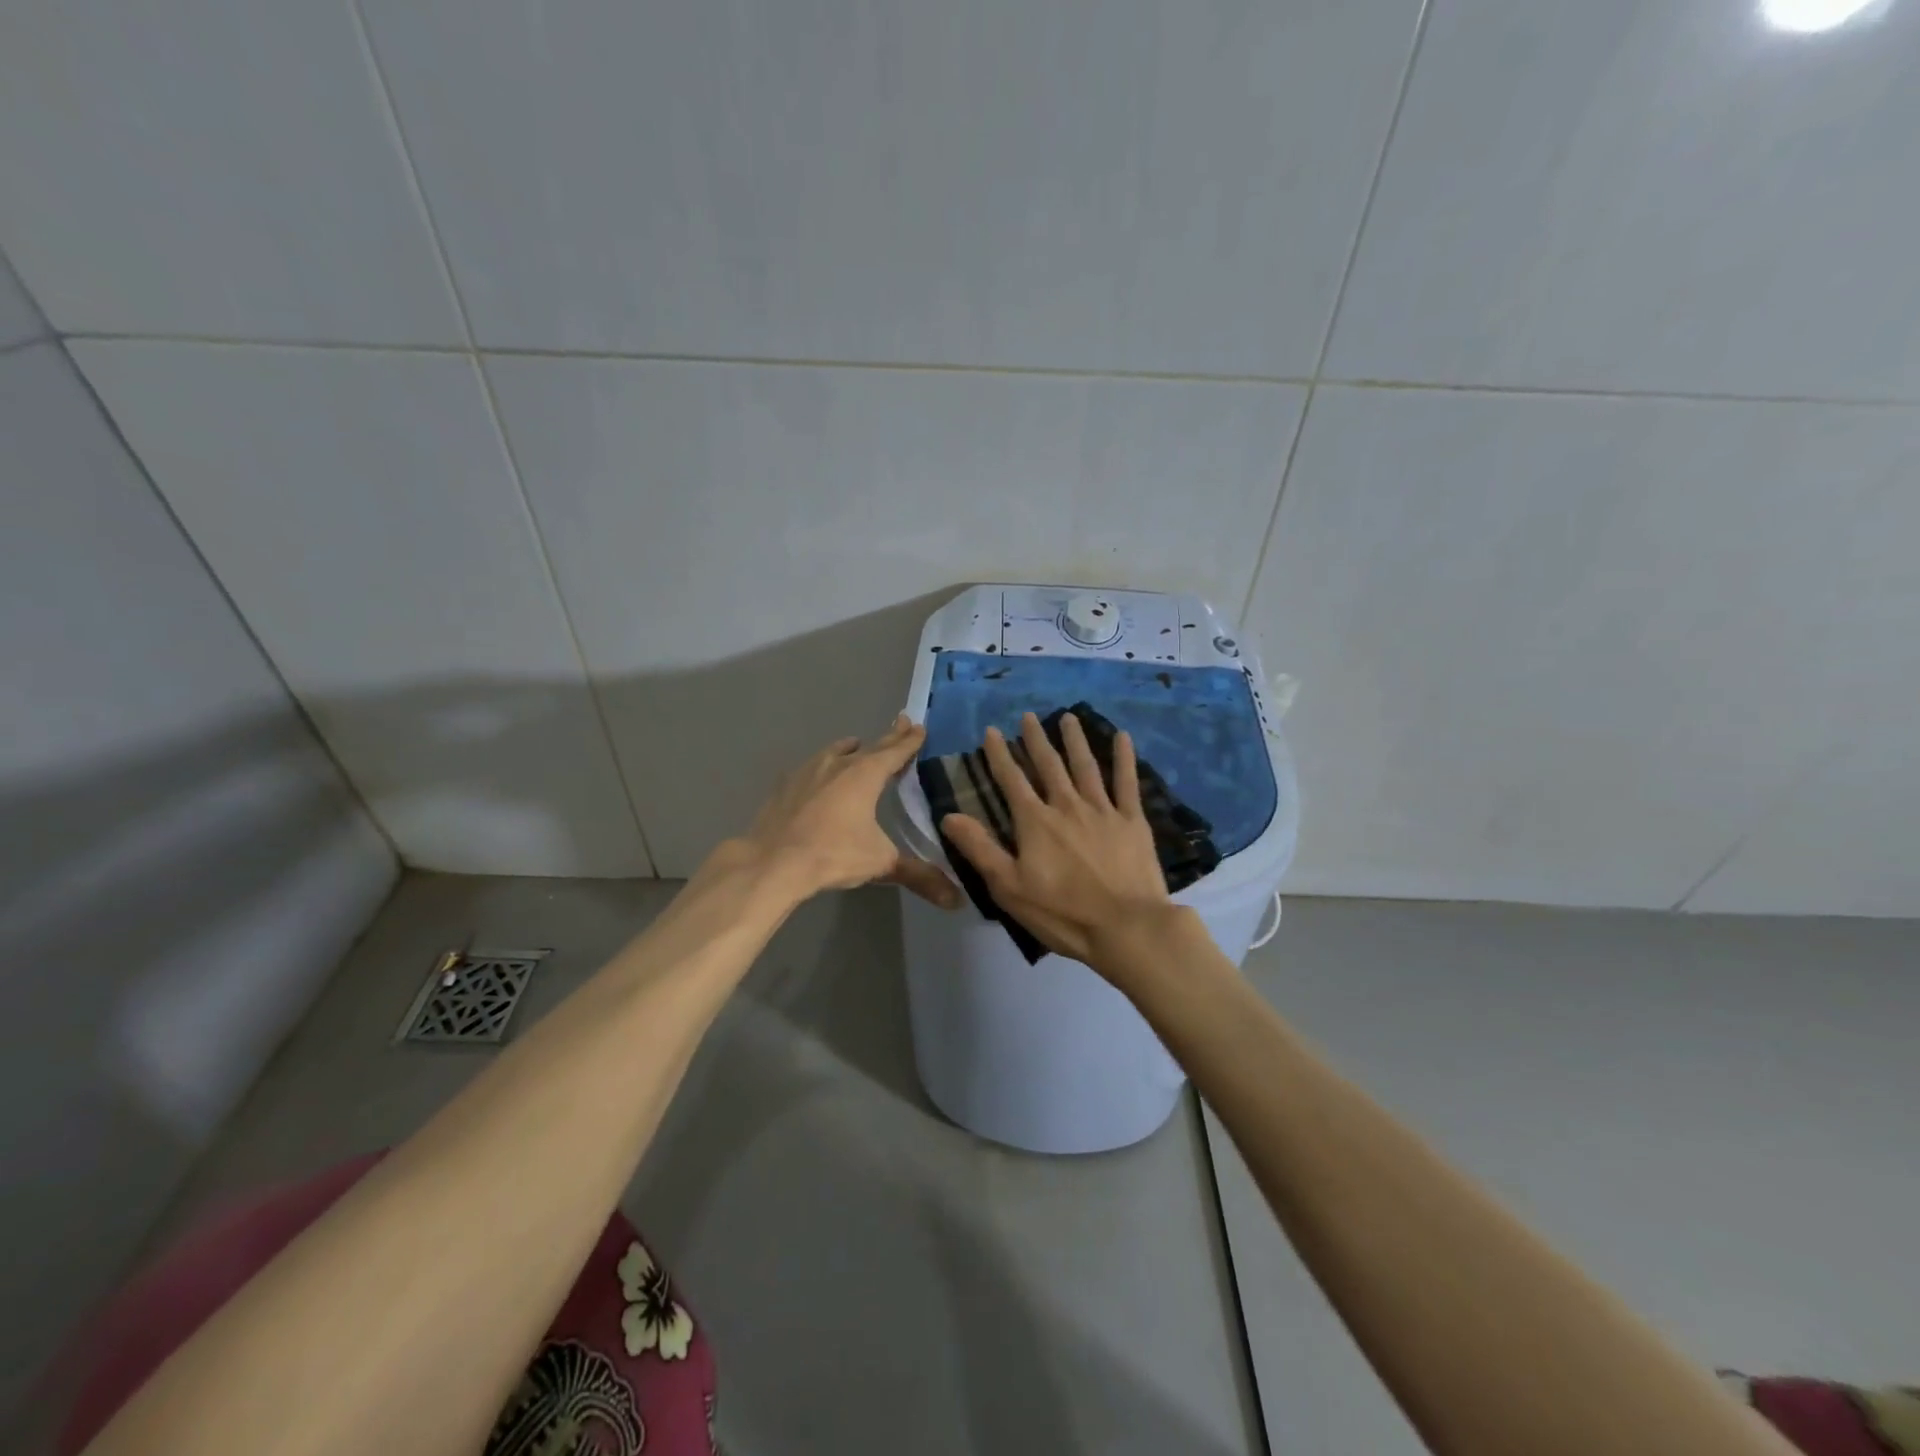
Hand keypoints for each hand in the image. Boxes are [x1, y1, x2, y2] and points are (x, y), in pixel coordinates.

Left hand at [737, 715, 960, 907]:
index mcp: (865, 775)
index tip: (918, 727)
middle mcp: (838, 765)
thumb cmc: (833, 854)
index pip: (894, 751)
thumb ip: (918, 876)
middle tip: (900, 722)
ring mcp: (807, 772)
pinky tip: (816, 776)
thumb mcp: (880, 863)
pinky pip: (809, 769)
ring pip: (834, 752)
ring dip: (849, 749)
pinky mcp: (784, 786)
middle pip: (869, 746)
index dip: (909, 741)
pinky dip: (820, 768)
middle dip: (887, 737)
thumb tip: (955, 900)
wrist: (773, 862)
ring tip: (855, 745)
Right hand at [941, 711, 1175, 965]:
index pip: (1011, 780)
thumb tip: (949, 815)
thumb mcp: (1008, 887)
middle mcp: (1067, 805)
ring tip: (1068, 717)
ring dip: (1075, 740)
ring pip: (1085, 766)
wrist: (1126, 927)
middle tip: (1029, 716)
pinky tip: (1123, 738)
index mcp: (1035, 821)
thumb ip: (979, 848)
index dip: (999, 754)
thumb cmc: (1062, 912)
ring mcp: (1103, 810)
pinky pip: (1127, 782)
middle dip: (1035, 740)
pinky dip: (1124, 758)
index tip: (992, 731)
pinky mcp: (1133, 821)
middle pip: (1048, 765)